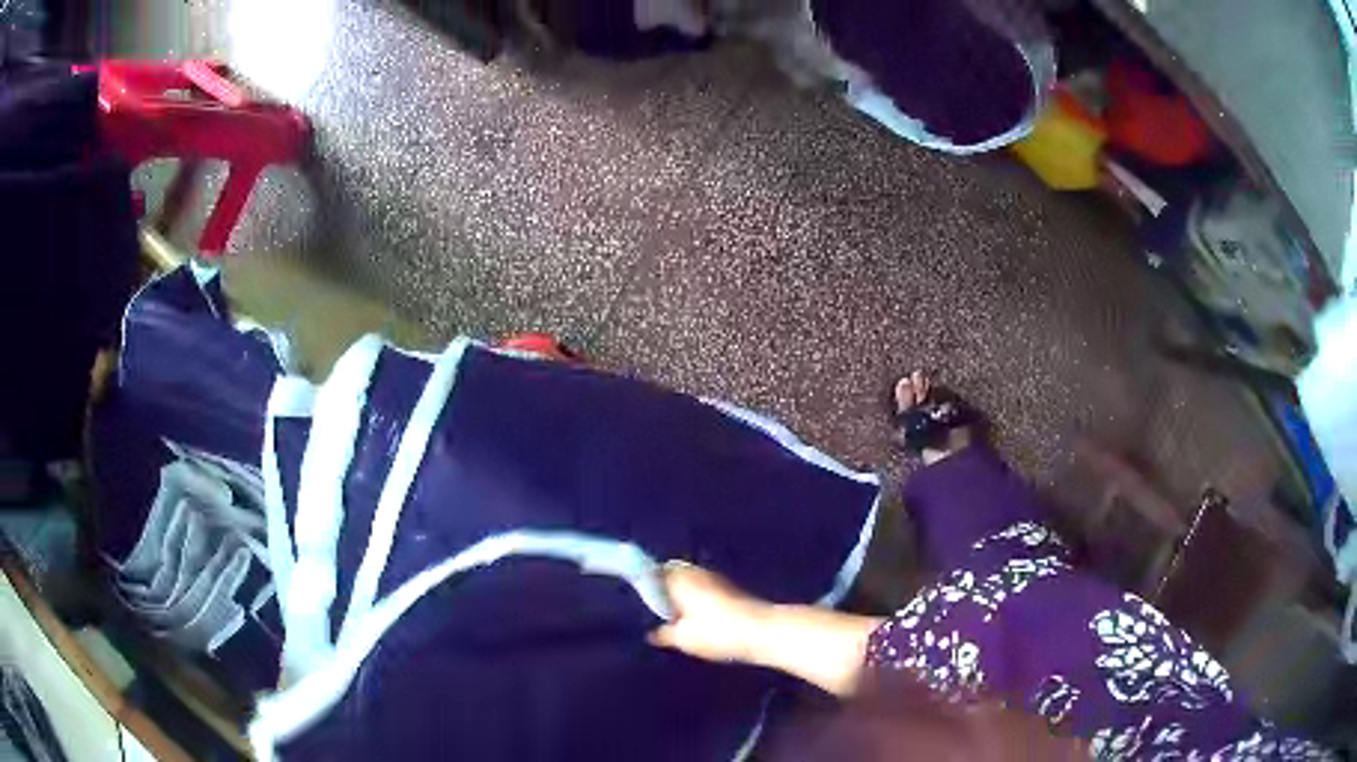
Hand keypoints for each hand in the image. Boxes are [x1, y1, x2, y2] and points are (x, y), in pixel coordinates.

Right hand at [647, 562, 769, 663]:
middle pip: (673, 575)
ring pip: (691, 582)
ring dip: (683, 596)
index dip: (644, 583)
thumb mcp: (683, 638)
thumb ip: (664, 633)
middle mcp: (697, 572)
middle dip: (664, 589)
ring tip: (674, 619)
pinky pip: (705, 591)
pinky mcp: (732, 591)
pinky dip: (698, 602)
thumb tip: (651, 633)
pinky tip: (696, 622)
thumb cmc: (716, 632)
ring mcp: (717, 580)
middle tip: (655, 611)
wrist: (762, 631)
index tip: (637, 599)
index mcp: (679, 577)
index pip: (653, 571)